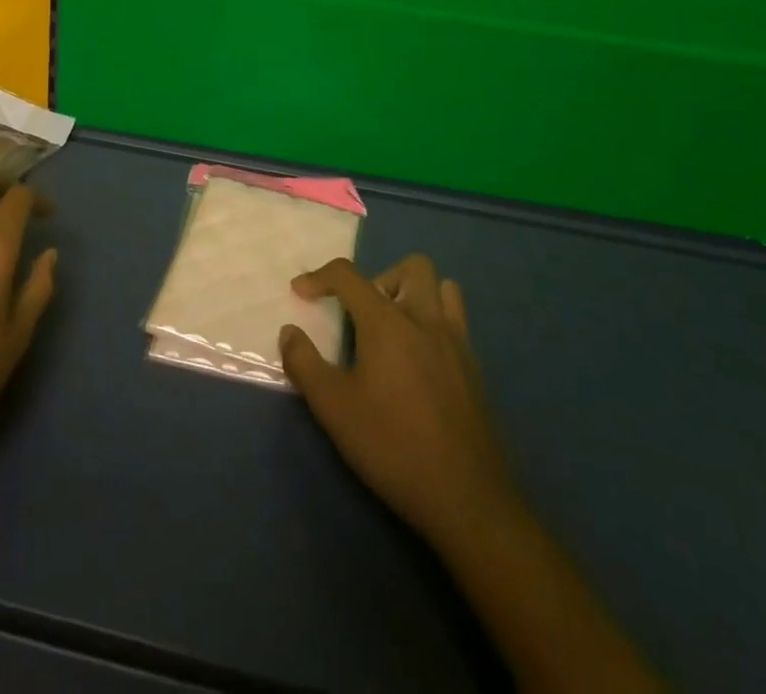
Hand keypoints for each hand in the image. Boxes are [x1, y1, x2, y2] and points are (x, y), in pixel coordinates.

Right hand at [280, 255, 513, 553]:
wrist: (466, 499)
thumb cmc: (392, 446)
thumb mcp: (333, 408)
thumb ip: (305, 363)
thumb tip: (290, 333)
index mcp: (387, 322)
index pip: (349, 275)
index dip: (319, 277)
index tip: (300, 292)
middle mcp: (425, 320)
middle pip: (412, 267)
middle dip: (380, 277)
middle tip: (361, 313)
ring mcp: (456, 343)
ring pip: (443, 288)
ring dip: (415, 294)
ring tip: (393, 328)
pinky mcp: (475, 369)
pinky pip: (456, 321)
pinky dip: (434, 322)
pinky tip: (418, 360)